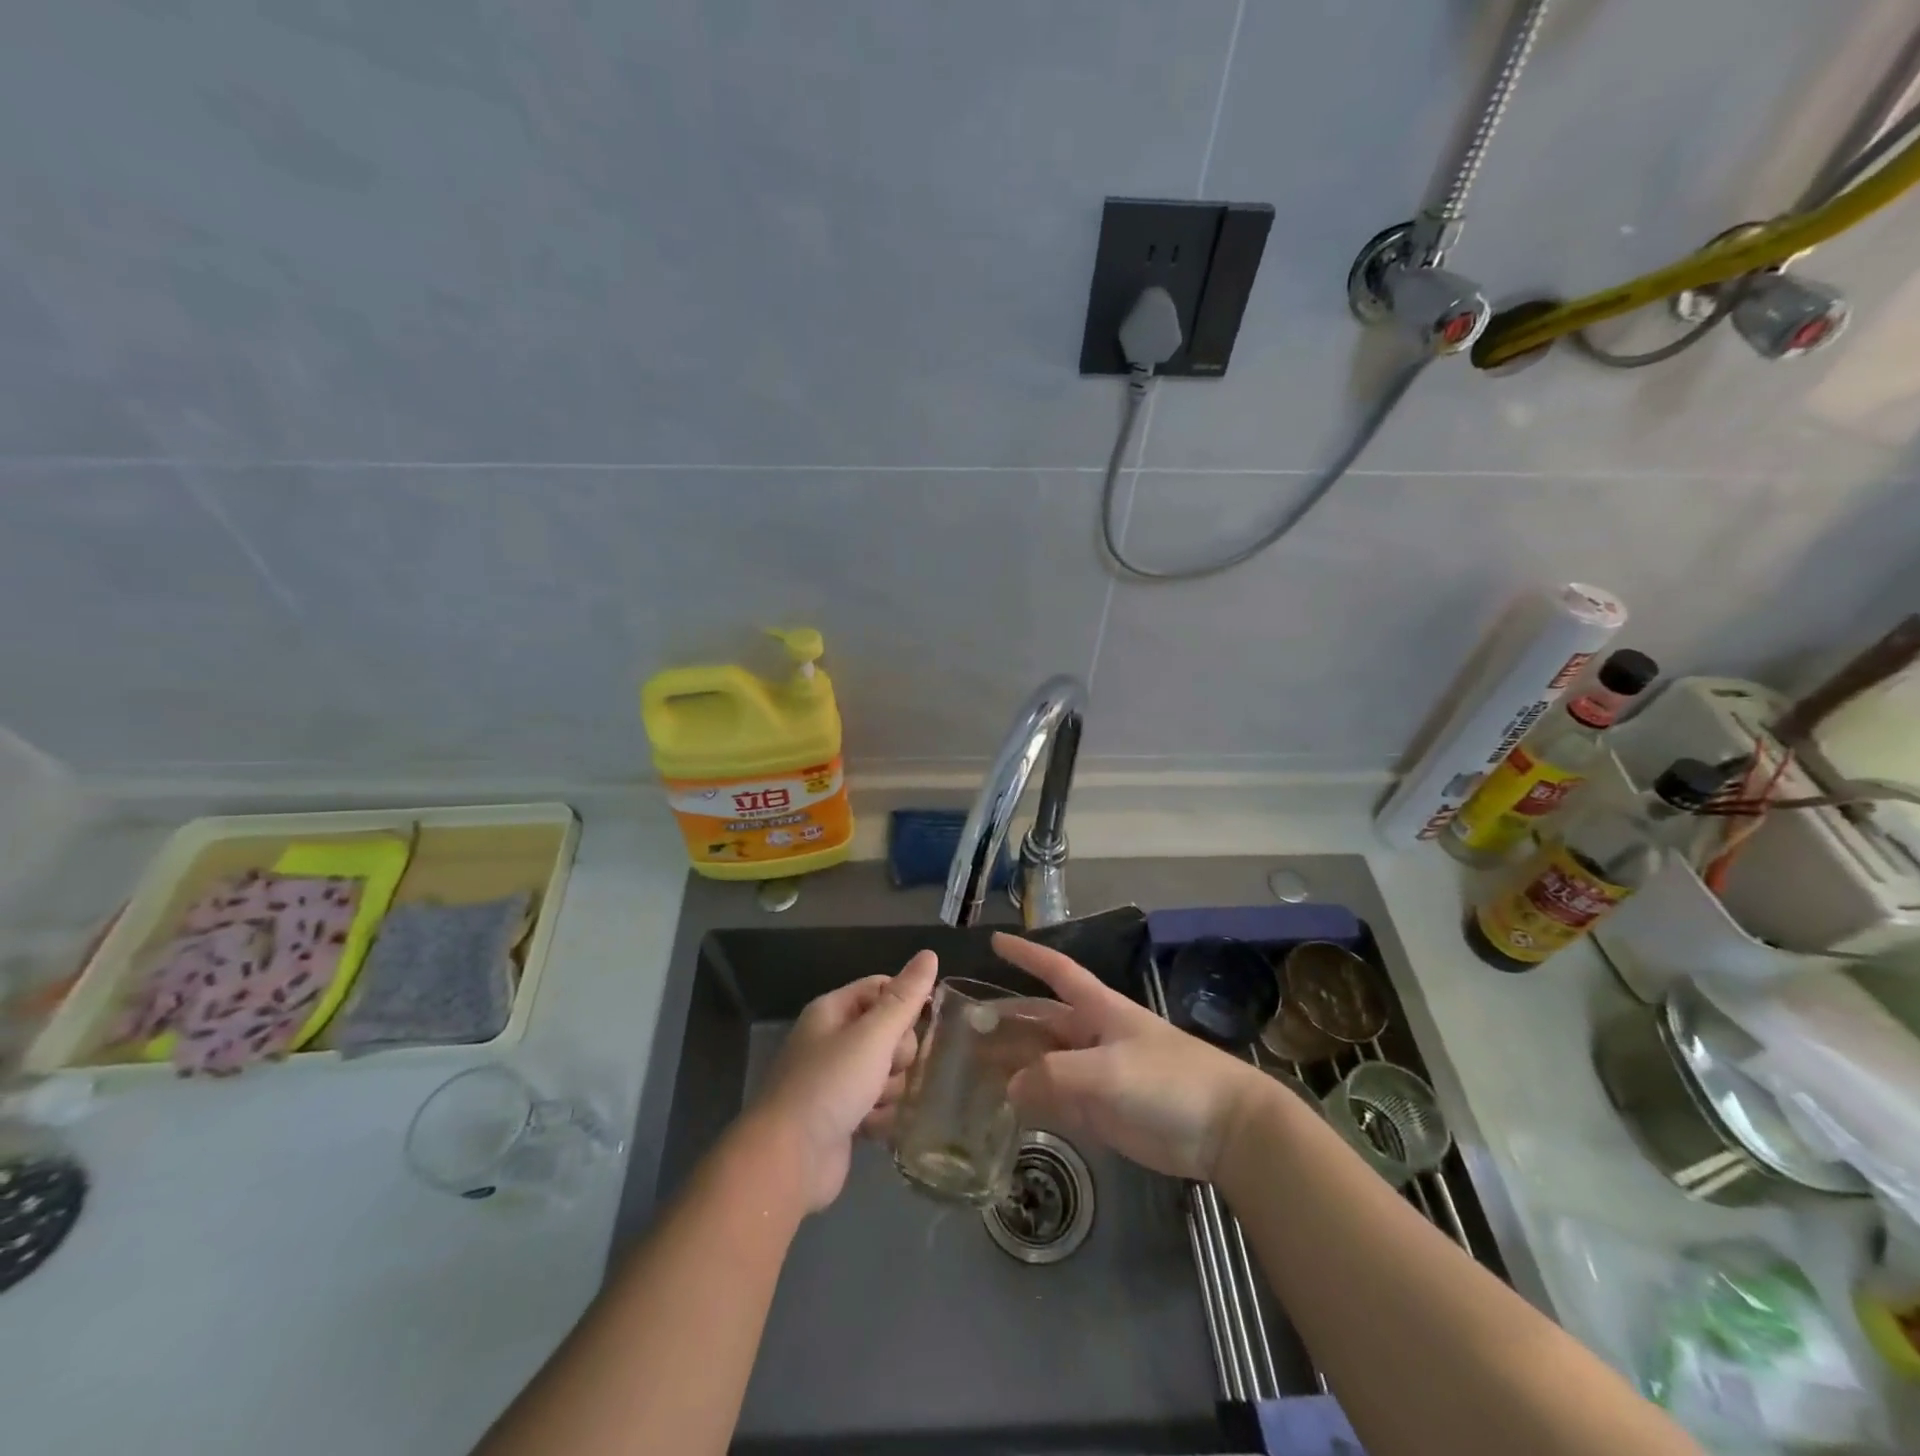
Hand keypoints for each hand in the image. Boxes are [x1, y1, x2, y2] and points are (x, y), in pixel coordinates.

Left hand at [749, 950, 938, 1211]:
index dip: (905, 1002)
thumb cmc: (830, 1085)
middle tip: (888, 1067)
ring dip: (890, 1089)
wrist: (787, 1160)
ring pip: (888, 1072)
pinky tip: (872, 1128)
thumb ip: (904, 998)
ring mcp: (837, 1081)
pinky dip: (880, 1116)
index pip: (882, 988)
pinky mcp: (843, 1118)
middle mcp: (833, 1041)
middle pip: (889, 1032)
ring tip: (875, 1103)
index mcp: (833, 1011)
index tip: (921, 1022)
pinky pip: (879, 1106)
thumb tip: (929, 954)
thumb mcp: (872, 1035)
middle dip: (898, 1054)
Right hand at [994, 932, 1273, 1181]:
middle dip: (1007, 1022)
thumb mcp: (1107, 1071)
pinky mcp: (1103, 1112)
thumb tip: (1009, 1086)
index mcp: (1098, 1009)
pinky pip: (1057, 1101)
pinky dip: (1032, 1103)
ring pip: (1045, 1064)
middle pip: (1041, 1022)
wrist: (1225, 1130)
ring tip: (973, 1073)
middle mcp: (1092, 1036)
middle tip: (963, 1031)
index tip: (995, 941)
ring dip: (1014, 1066)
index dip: (1027, 954)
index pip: (1056, 971)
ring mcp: (1097, 1075)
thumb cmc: (1168, 1081)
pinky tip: (1005, 1111)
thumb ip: (1054, 1076)